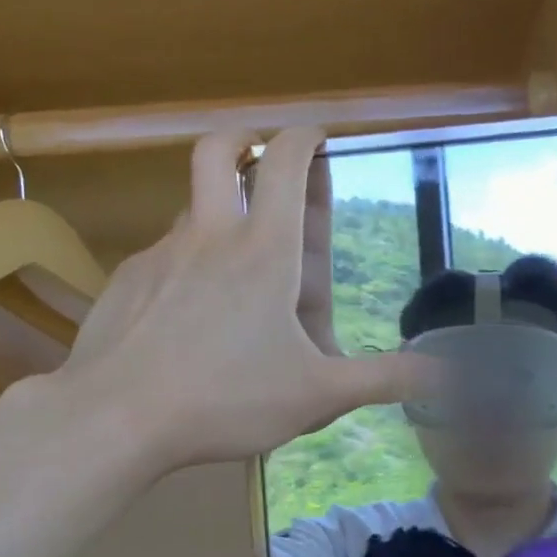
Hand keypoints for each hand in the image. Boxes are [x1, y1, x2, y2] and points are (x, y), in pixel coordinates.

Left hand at [55, 127, 433, 472]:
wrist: (115, 418)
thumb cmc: (226, 398)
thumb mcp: (317, 395)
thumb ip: (381, 380)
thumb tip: (441, 375)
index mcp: (264, 250)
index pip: (286, 163)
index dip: (305, 138)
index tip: (318, 138)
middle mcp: (210, 236)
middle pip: (218, 151)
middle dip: (245, 139)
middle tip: (262, 158)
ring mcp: (161, 254)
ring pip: (191, 209)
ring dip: (218, 213)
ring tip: (237, 266)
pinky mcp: (127, 281)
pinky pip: (164, 255)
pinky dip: (186, 265)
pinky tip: (188, 315)